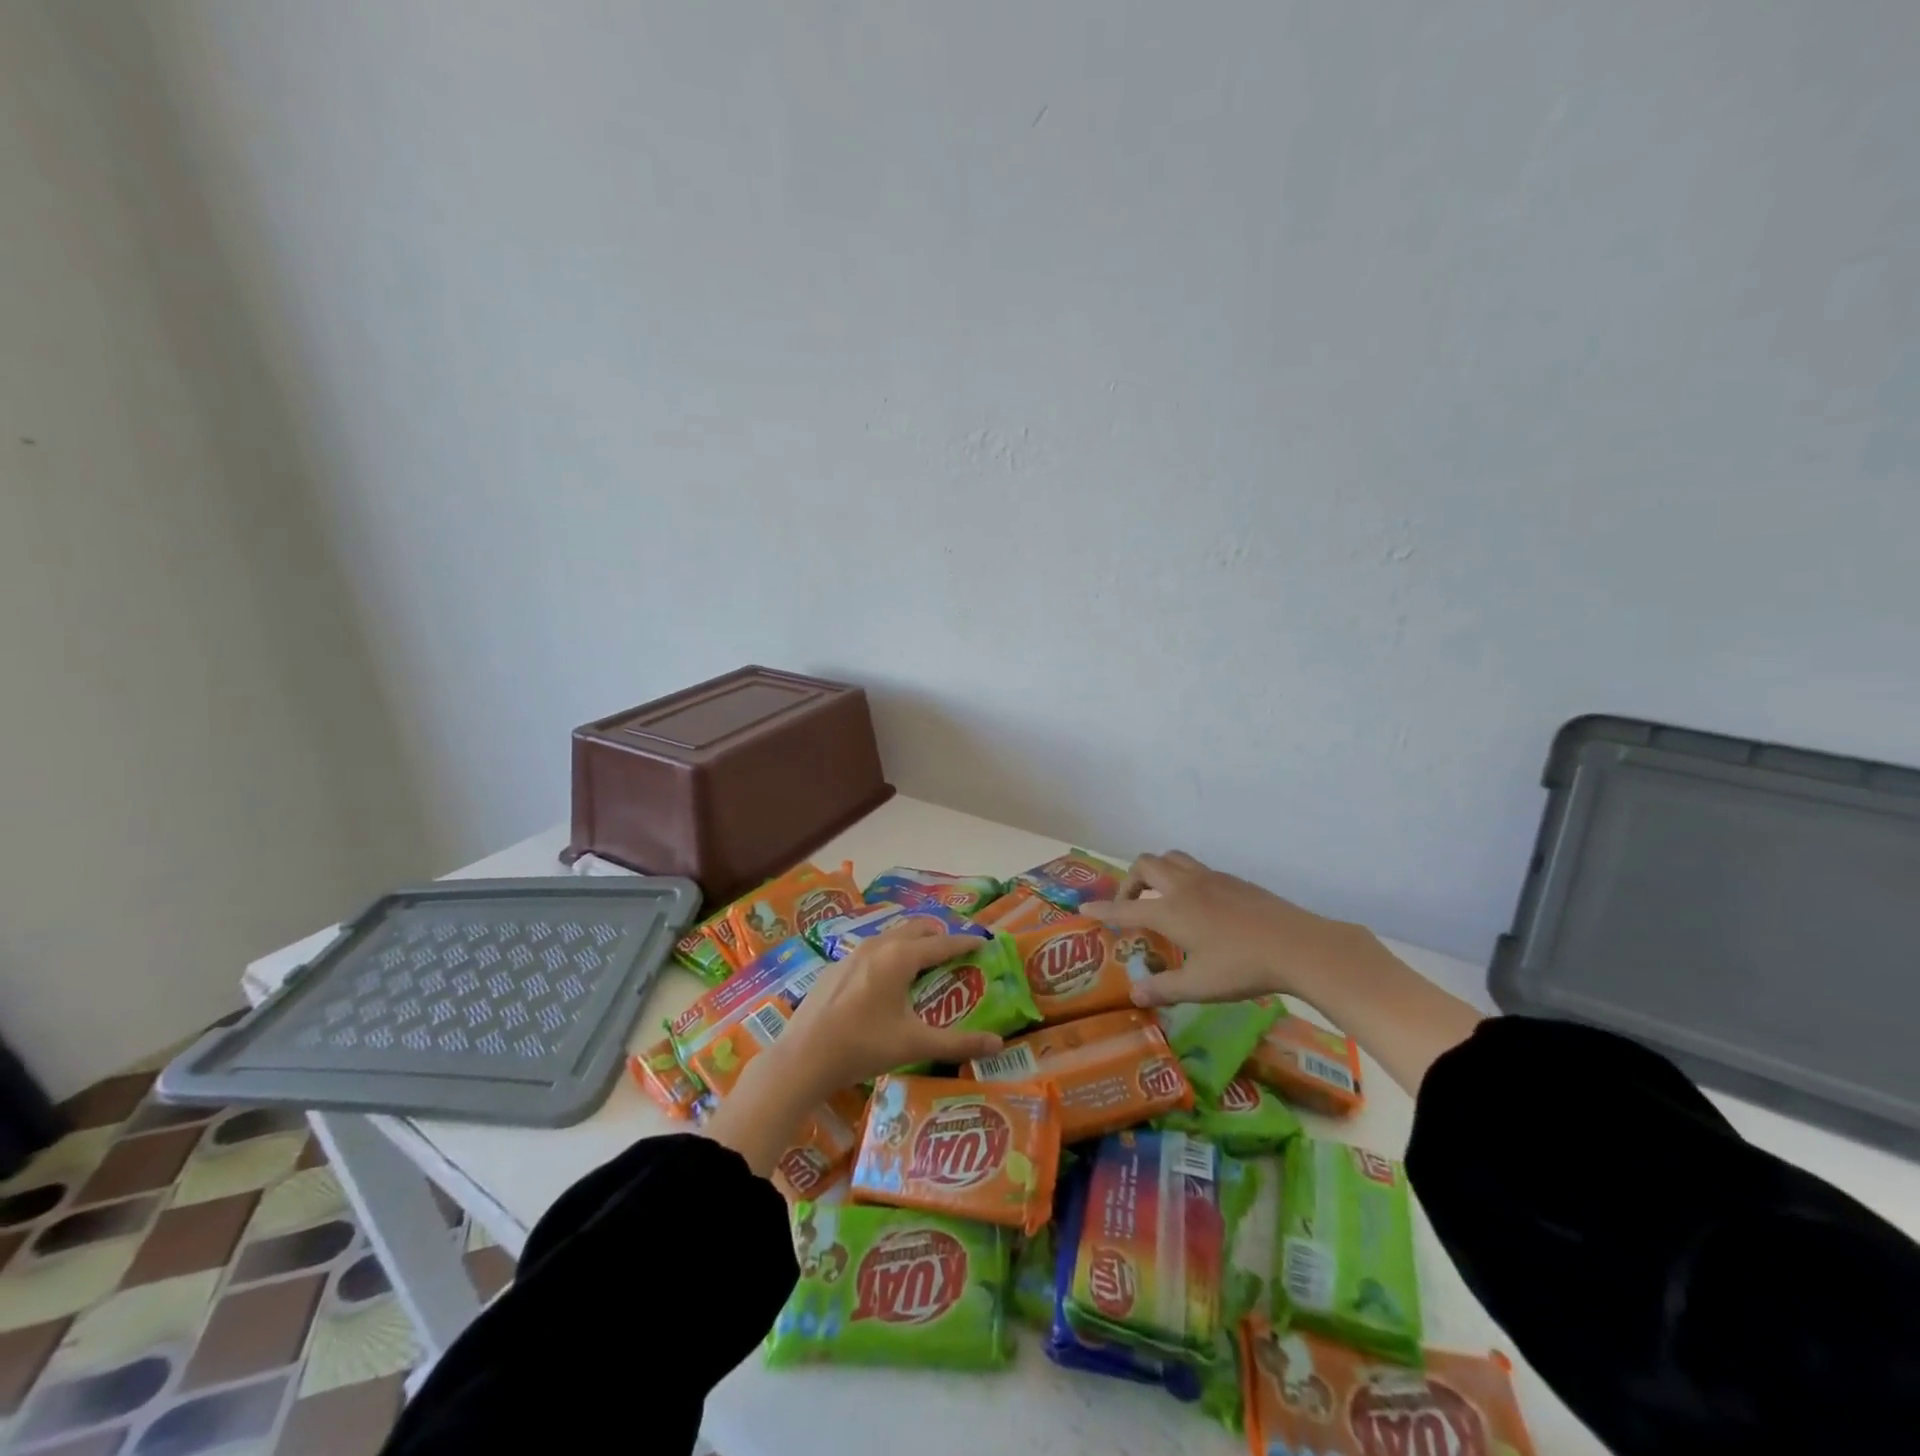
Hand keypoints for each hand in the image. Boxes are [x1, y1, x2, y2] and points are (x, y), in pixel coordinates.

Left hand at [770, 922, 1004, 1099]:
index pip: (942, 942)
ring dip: (912, 943)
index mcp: (900, 957)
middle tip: (955, 952)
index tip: (983, 942)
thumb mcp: (914, 1044)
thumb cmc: (863, 1046)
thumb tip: (998, 1044)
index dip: (965, 942)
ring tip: (924, 963)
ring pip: (891, 936)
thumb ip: (958, 1044)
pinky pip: (871, 950)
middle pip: (916, 929)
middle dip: (938, 936)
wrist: (802, 1057)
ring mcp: (852, 954)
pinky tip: (886, 982)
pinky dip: (889, 955)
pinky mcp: (835, 967)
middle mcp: (878, 946)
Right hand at [1082, 850, 1368, 1008]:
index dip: (1102, 909)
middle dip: (1129, 882)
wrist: (1297, 945)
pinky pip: (1196, 868)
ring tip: (1161, 897)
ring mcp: (1210, 879)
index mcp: (1171, 911)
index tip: (1084, 908)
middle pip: (1144, 865)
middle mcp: (1184, 887)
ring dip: (1157, 871)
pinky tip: (1199, 905)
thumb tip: (1134, 994)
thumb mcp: (1199, 986)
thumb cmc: (1242, 968)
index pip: (1126, 908)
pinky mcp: (1233, 880)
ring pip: (1171, 858)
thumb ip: (1164, 989)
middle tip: (1132, 905)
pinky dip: (1184, 878)